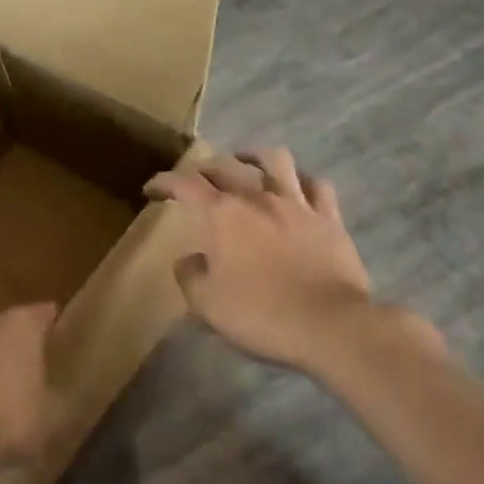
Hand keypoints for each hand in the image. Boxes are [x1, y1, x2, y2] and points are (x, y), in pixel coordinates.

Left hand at [0, 303, 56, 468]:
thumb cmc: (14, 416)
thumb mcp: (55, 413)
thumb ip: (62, 394)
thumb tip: (66, 392)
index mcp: (24, 322)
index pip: (47, 313)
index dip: (57, 328)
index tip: (65, 346)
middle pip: (16, 324)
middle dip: (25, 343)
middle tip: (39, 370)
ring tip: (10, 388)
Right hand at [145, 149, 372, 370]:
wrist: (331, 326)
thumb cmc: (262, 314)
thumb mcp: (208, 304)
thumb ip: (190, 276)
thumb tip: (190, 260)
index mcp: (221, 214)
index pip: (183, 184)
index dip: (163, 182)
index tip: (152, 190)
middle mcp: (256, 198)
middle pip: (224, 167)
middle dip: (203, 170)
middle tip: (195, 183)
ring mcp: (296, 204)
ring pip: (275, 160)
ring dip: (255, 156)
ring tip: (246, 162)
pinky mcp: (329, 219)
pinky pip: (317, 186)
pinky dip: (303, 182)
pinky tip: (297, 188)